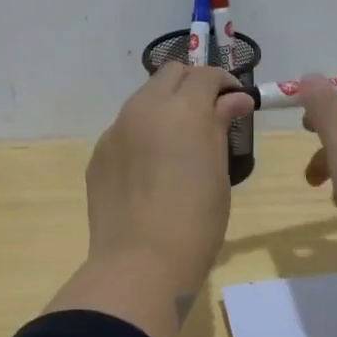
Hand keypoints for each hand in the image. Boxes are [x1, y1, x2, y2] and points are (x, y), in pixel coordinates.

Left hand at [83, 63, 253, 300]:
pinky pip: (125, 129)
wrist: (140, 262)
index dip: (226, 84)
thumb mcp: (218, 170)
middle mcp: (144, 107)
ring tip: (180, 140)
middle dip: (193, 84)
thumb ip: (221, 124)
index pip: (206, 75)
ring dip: (166, 105)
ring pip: (144, 98)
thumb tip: (234, 99)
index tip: (237, 104)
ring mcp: (116, 129)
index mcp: (182, 107)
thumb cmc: (196, 219)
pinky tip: (152, 167)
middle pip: (170, 74)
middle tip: (210, 114)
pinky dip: (144, 133)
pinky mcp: (100, 154)